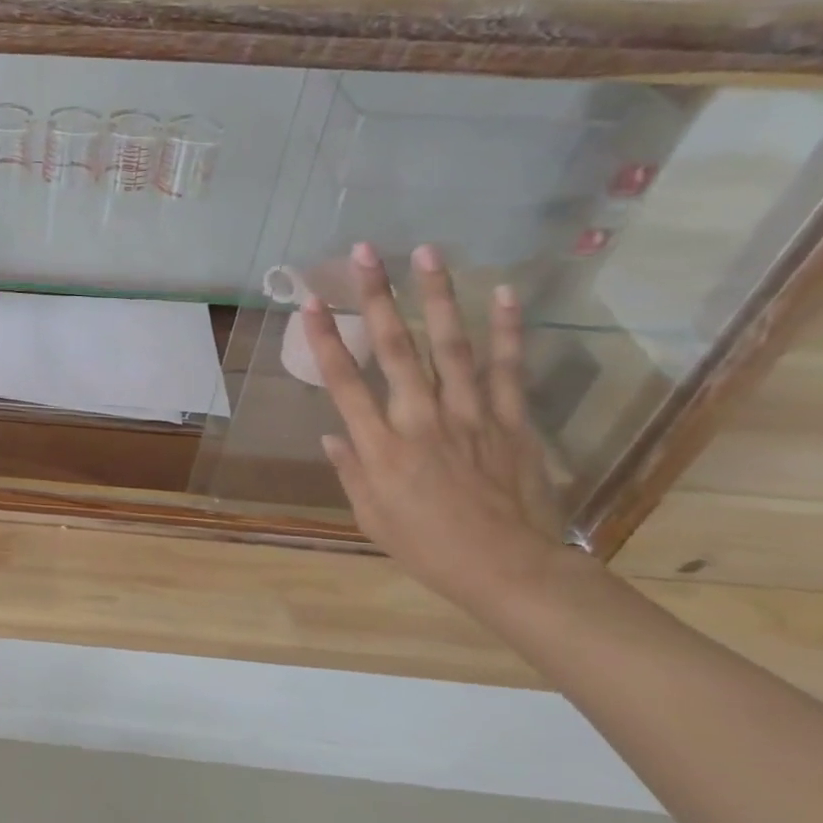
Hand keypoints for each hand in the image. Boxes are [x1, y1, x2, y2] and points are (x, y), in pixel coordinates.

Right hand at [302, 243, 565, 609]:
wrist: (511, 570)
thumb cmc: (429, 547)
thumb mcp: (371, 516)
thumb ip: (351, 470)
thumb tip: (332, 436)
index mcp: (380, 447)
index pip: (344, 381)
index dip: (326, 338)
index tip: (311, 300)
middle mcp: (420, 419)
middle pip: (395, 348)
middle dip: (377, 297)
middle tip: (365, 253)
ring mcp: (470, 415)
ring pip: (450, 345)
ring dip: (437, 296)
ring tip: (427, 252)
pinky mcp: (511, 420)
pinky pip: (506, 368)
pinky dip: (507, 329)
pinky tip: (504, 293)